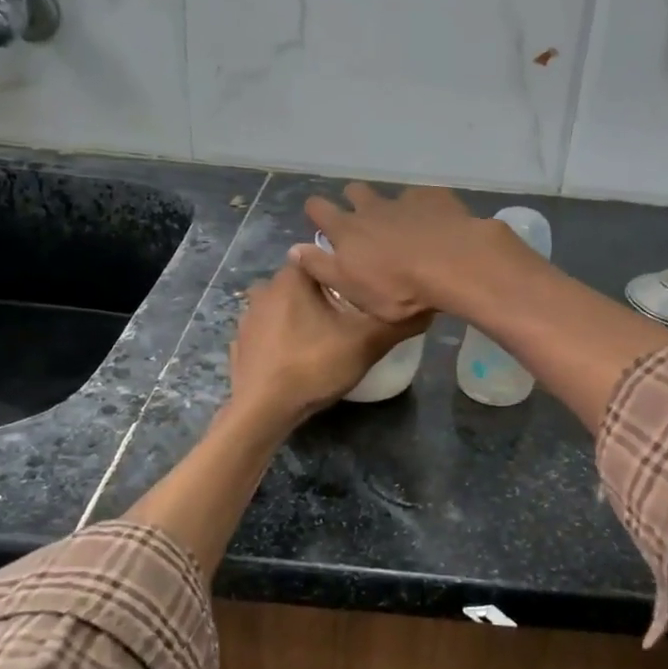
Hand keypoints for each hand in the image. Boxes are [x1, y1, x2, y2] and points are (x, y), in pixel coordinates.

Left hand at [226, 264, 426, 431]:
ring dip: (303, 316)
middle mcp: (265, 289)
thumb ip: (397, 322)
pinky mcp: (241, 343)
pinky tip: (298, 356)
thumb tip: (427, 307)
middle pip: (305, 282)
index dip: (346, 272)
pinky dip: (283, 338)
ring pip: (285, 306)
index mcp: (292, 277)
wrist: (262, 411)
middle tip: (350, 318)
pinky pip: (269, 332)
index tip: (363, 291)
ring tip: (325, 338)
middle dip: (325, 296)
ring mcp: (248, 317)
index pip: (323, 257)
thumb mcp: (366, 343)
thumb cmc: (313, 366)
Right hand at [289, 183, 528, 322]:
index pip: (319, 209)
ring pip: (391, 194)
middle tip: (363, 221)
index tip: (319, 219)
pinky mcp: (436, 198)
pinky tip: (437, 224)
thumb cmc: (398, 288)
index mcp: (347, 230)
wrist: (453, 264)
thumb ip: (321, 267)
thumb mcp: (351, 289)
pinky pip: (425, 198)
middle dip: (354, 201)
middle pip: (355, 192)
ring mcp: (405, 200)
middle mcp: (372, 208)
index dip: (316, 212)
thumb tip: (294, 249)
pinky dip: (426, 209)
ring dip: (392, 206)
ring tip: (404, 225)